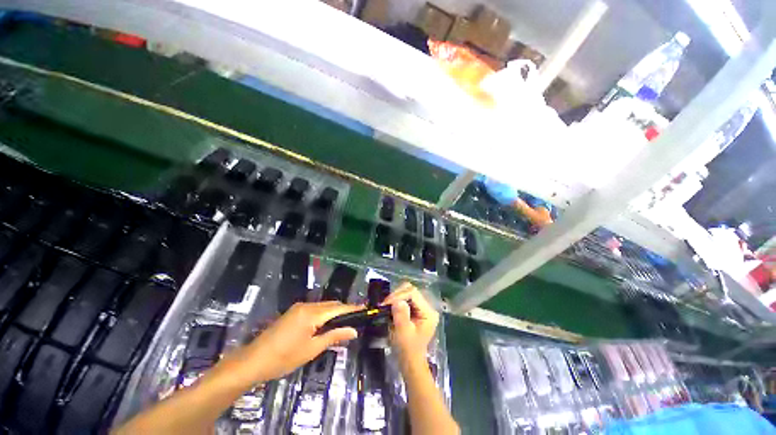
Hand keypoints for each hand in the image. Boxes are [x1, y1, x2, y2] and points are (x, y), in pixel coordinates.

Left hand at [227, 301, 360, 382]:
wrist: (253, 361)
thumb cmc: (284, 358)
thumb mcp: (312, 349)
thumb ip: (334, 336)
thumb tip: (354, 331)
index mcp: (312, 313)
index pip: (338, 308)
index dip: (352, 308)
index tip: (365, 309)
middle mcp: (307, 305)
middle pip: (331, 304)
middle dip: (344, 310)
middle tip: (357, 319)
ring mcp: (299, 308)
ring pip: (323, 306)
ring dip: (334, 312)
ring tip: (345, 322)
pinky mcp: (294, 312)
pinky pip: (315, 309)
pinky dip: (324, 314)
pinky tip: (328, 323)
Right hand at [383, 282, 438, 362]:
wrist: (410, 362)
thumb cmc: (408, 350)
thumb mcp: (403, 333)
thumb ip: (401, 315)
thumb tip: (397, 301)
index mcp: (428, 312)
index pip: (413, 294)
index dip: (398, 295)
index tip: (385, 303)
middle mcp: (427, 307)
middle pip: (411, 290)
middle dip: (396, 295)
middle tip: (385, 304)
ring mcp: (422, 307)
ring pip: (407, 292)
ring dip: (396, 297)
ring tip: (386, 306)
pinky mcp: (416, 309)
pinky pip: (405, 298)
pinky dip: (397, 301)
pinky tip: (390, 307)